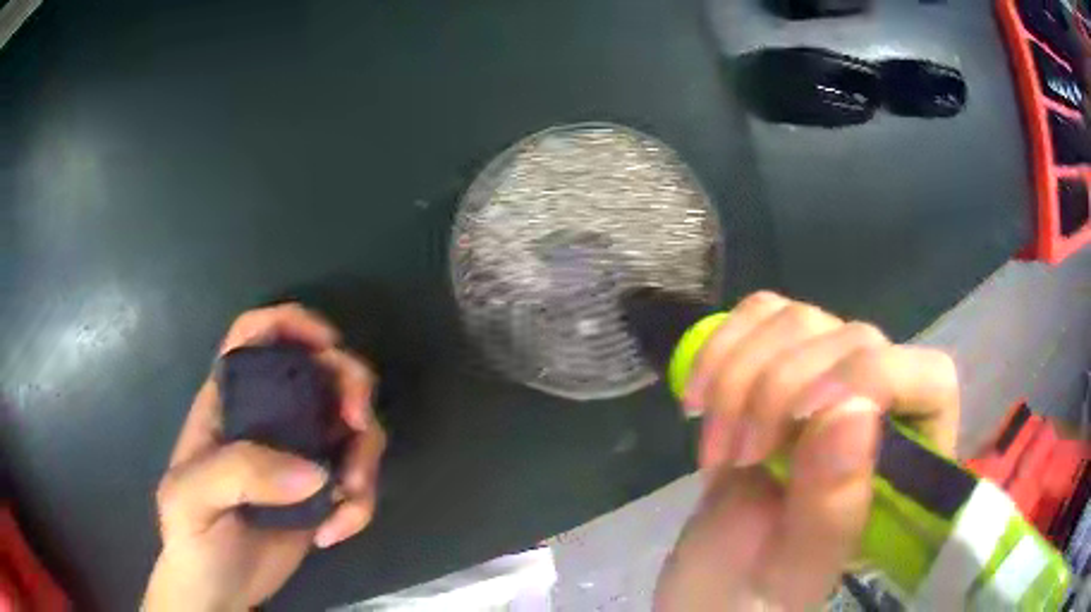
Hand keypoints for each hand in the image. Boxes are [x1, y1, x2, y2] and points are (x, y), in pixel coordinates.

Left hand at [144, 304, 385, 610]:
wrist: (218, 591)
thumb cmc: (191, 538)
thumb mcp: (192, 499)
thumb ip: (237, 472)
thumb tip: (313, 472)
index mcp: (227, 403)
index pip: (254, 336)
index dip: (291, 323)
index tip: (327, 345)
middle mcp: (268, 420)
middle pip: (321, 373)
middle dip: (351, 388)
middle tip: (357, 426)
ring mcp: (298, 458)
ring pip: (351, 428)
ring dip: (364, 458)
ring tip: (349, 499)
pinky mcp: (321, 495)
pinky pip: (357, 481)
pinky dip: (359, 505)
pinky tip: (333, 534)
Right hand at [655, 292, 958, 611]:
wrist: (709, 585)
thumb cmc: (756, 595)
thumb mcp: (793, 571)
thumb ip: (833, 507)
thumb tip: (853, 409)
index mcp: (907, 468)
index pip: (929, 380)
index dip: (873, 376)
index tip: (799, 419)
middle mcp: (878, 411)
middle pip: (853, 339)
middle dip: (780, 390)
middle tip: (737, 458)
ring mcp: (826, 383)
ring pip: (798, 320)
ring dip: (740, 375)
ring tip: (717, 447)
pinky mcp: (777, 370)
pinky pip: (758, 317)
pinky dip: (720, 347)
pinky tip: (698, 398)